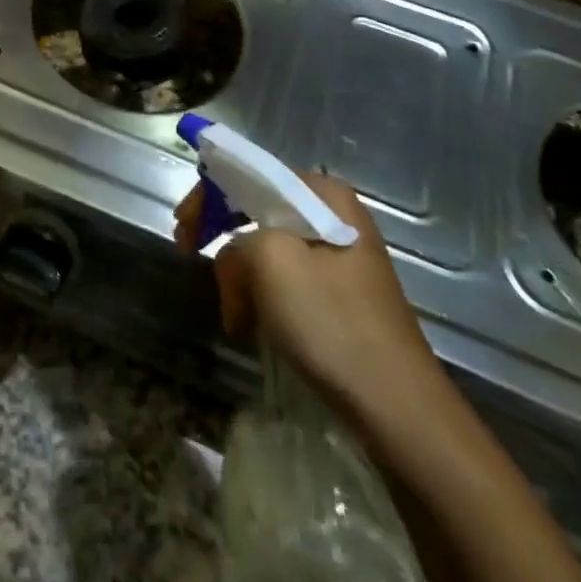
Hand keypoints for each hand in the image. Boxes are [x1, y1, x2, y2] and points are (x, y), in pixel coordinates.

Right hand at [175, 171, 442, 413]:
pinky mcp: (340, 293)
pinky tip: (252, 323)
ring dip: (241, 274)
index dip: (209, 195)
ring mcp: (340, 256)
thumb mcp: (272, 263)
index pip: (252, 173)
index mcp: (324, 195)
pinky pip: (287, 277)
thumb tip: (235, 257)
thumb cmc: (333, 324)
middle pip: (259, 208)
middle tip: (189, 255)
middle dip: (223, 235)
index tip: (182, 229)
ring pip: (270, 248)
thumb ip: (239, 239)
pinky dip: (261, 294)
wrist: (398, 408)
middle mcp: (335, 214)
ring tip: (231, 312)